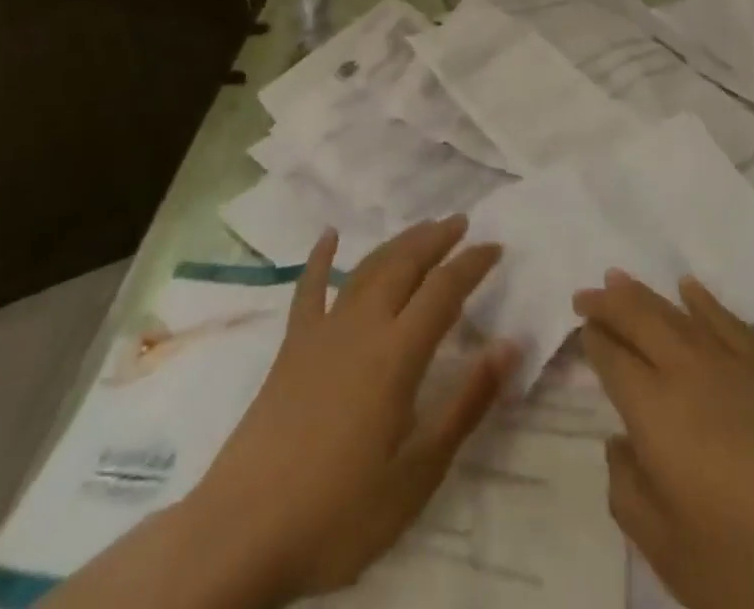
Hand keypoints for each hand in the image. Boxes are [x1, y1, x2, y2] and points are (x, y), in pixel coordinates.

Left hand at [45, 217, 515, 608]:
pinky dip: (320, 258)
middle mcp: (362, 326)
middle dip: (436, 238)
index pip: (444, 290)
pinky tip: (329, 236)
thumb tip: (509, 345)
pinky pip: (309, 289)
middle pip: (405, 264)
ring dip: (397, 243)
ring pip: (367, 268)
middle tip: (461, 221)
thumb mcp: (418, 473)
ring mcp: (322, 331)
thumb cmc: (341, 510)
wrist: (244, 531)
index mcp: (397, 353)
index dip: (473, 263)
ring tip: (421, 227)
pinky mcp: (292, 346)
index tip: (496, 246)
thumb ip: (466, 404)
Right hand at [576, 271, 753, 608]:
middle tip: (585, 292)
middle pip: (640, 318)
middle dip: (608, 302)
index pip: (613, 358)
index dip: (592, 339)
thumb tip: (617, 444)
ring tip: (620, 278)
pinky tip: (690, 288)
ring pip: (677, 313)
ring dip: (645, 293)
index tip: (578, 327)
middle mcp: (688, 372)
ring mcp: (734, 367)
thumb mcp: (671, 554)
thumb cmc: (753, 571)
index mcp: (655, 411)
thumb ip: (629, 493)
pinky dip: (704, 301)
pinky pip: (728, 321)